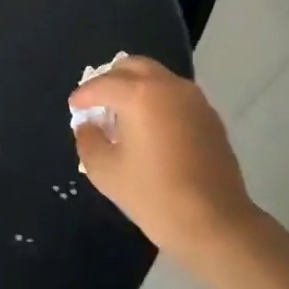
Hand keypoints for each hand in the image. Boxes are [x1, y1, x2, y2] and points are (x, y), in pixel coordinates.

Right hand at [70, 56, 258, 261]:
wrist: (213, 221)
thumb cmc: (153, 195)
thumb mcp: (105, 171)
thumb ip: (88, 140)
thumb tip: (88, 125)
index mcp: (140, 94)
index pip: (102, 84)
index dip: (83, 95)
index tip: (75, 108)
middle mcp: (168, 86)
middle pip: (133, 67)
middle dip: (111, 80)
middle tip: (98, 103)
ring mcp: (194, 99)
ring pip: (158, 78)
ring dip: (136, 88)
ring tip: (123, 116)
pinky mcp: (210, 116)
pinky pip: (176, 96)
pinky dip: (158, 101)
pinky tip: (150, 128)